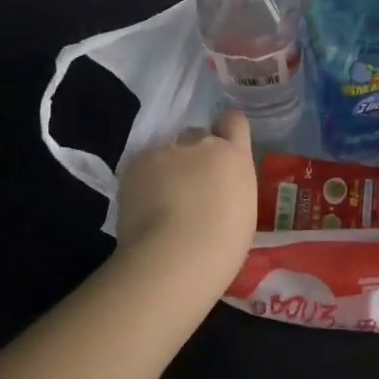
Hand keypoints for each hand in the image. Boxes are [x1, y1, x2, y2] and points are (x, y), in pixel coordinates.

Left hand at [113, 110, 257, 294]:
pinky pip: (142, 166)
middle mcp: (203, 144)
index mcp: (234, 157)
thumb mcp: (241, 212)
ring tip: (160, 202)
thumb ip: (229, 188)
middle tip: (188, 185)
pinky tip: (142, 207)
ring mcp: (167, 150)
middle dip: (194, 154)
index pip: (234, 121)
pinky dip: (142, 181)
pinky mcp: (137, 163)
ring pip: (166, 151)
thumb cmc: (222, 246)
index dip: (226, 131)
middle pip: (197, 135)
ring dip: (166, 168)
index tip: (221, 148)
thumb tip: (215, 190)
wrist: (176, 256)